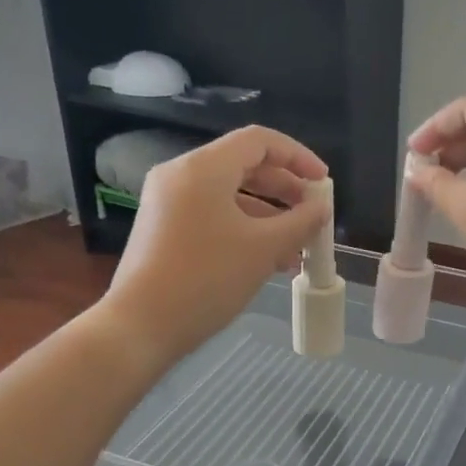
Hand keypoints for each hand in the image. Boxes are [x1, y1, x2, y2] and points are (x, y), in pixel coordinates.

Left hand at [105, 127, 329, 363]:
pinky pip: (212, 214)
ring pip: (229, 193)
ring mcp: (168, 201)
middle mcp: (181, 175)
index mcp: (204, 168)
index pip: (259, 141)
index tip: (323, 182)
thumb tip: (321, 208)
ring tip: (296, 245)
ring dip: (267, 213)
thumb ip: (300, 222)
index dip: (298, 156)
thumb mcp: (264, 249)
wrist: (141, 325)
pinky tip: (267, 258)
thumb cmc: (207, 279)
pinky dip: (243, 227)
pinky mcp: (163, 227)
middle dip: (284, 188)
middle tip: (312, 212)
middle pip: (243, 165)